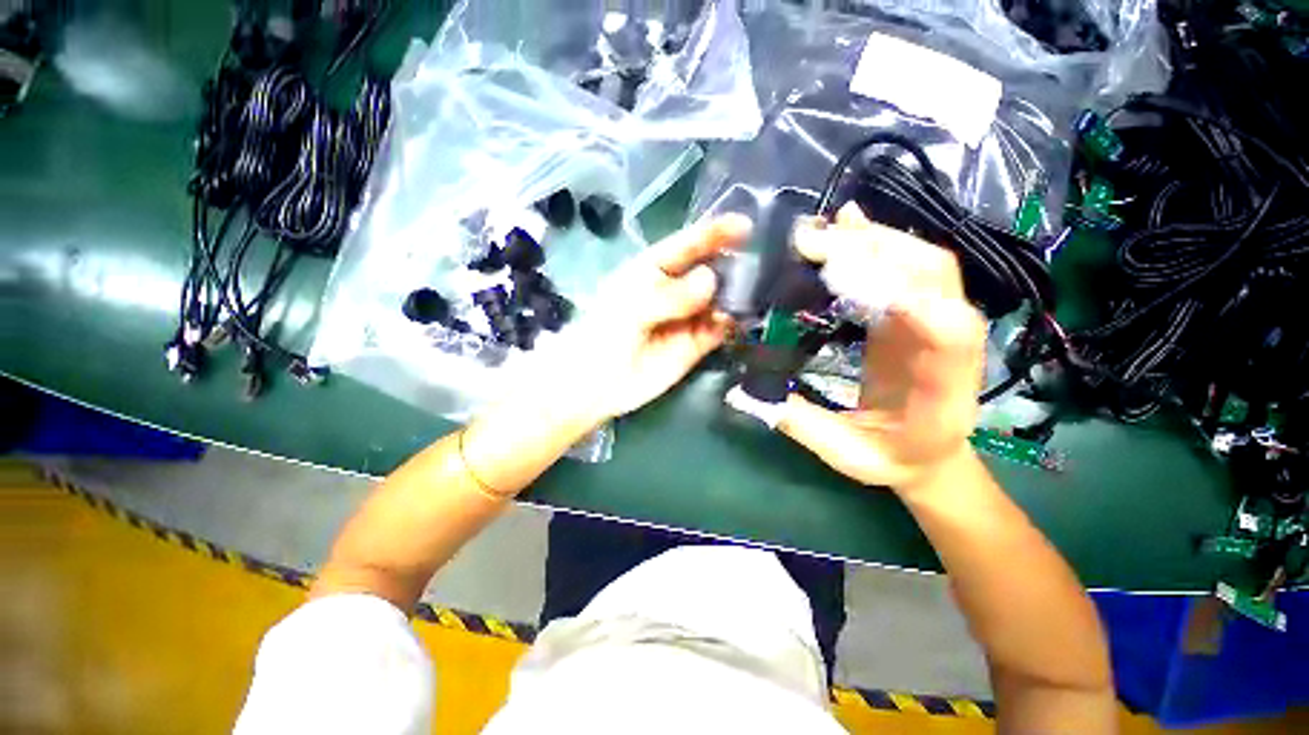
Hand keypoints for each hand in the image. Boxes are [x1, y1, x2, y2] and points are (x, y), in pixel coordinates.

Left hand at [543, 215, 751, 424]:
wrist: (595, 385)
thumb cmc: (603, 335)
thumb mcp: (631, 308)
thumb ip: (670, 295)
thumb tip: (712, 278)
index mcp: (654, 269)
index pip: (688, 244)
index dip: (715, 232)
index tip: (747, 225)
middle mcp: (676, 289)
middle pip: (711, 269)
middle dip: (735, 264)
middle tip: (765, 264)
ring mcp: (688, 317)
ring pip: (720, 300)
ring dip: (739, 297)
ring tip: (762, 292)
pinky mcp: (696, 344)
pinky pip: (720, 329)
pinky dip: (733, 324)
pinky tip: (744, 321)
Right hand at [778, 204, 986, 496]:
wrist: (931, 454)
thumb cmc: (894, 459)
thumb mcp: (846, 454)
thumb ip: (800, 424)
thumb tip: (741, 393)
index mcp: (944, 386)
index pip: (949, 331)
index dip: (908, 295)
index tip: (846, 276)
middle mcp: (953, 343)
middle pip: (934, 277)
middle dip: (875, 251)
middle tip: (815, 241)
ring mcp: (938, 322)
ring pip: (923, 263)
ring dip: (877, 239)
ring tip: (829, 227)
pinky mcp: (919, 313)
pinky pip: (908, 268)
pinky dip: (880, 245)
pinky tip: (851, 230)